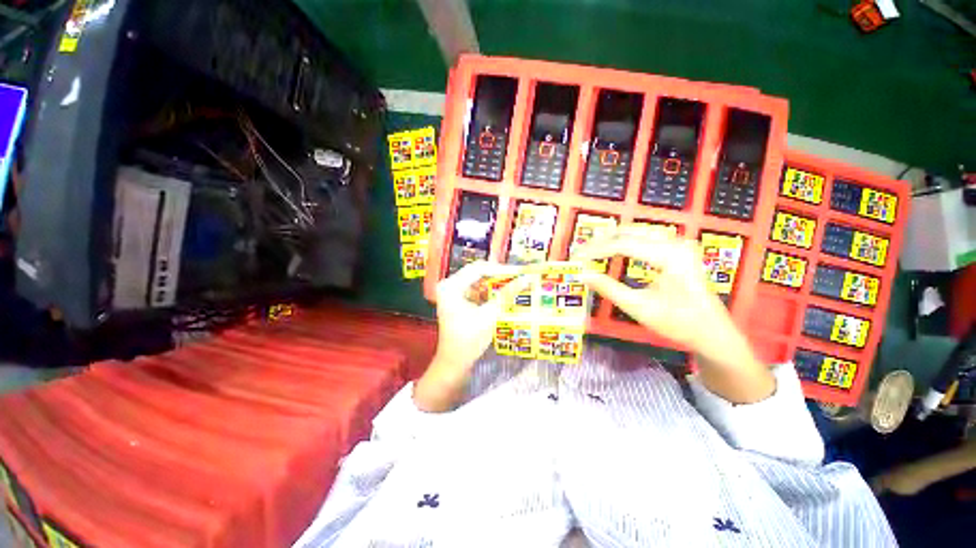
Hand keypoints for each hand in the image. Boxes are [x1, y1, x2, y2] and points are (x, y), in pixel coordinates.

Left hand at [414, 261, 529, 411]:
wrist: (454, 363)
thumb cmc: (469, 340)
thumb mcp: (490, 314)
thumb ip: (507, 294)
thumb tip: (526, 278)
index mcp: (451, 286)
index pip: (478, 269)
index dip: (500, 269)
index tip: (519, 271)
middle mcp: (449, 285)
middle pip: (477, 273)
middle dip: (498, 275)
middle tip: (518, 276)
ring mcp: (452, 292)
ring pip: (477, 281)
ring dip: (494, 283)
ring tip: (513, 283)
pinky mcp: (457, 300)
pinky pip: (475, 290)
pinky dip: (488, 292)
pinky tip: (502, 293)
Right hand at [572, 225, 774, 403]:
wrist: (712, 331)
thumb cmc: (678, 323)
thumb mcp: (639, 308)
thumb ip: (608, 289)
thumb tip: (582, 275)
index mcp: (670, 256)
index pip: (623, 244)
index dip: (596, 250)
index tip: (576, 258)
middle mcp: (675, 242)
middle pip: (628, 232)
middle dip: (600, 242)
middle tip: (580, 253)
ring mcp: (678, 243)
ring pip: (635, 232)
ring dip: (610, 240)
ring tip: (590, 252)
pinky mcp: (676, 249)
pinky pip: (643, 239)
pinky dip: (623, 243)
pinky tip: (610, 251)